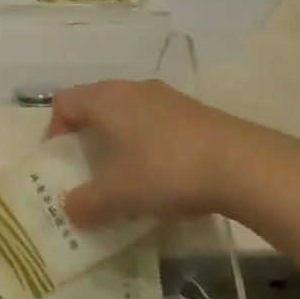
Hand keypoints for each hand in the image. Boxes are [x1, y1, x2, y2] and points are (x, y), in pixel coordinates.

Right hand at [48, 80, 297, 229]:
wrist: (244, 165)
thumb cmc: (167, 169)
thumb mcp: (121, 193)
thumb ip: (89, 201)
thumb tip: (70, 209)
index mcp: (106, 98)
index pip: (64, 103)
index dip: (54, 132)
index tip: (62, 165)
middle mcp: (132, 89)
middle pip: (95, 106)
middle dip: (88, 139)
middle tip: (90, 174)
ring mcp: (167, 98)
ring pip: (128, 115)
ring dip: (120, 143)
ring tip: (127, 180)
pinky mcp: (195, 113)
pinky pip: (157, 125)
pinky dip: (149, 146)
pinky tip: (164, 178)